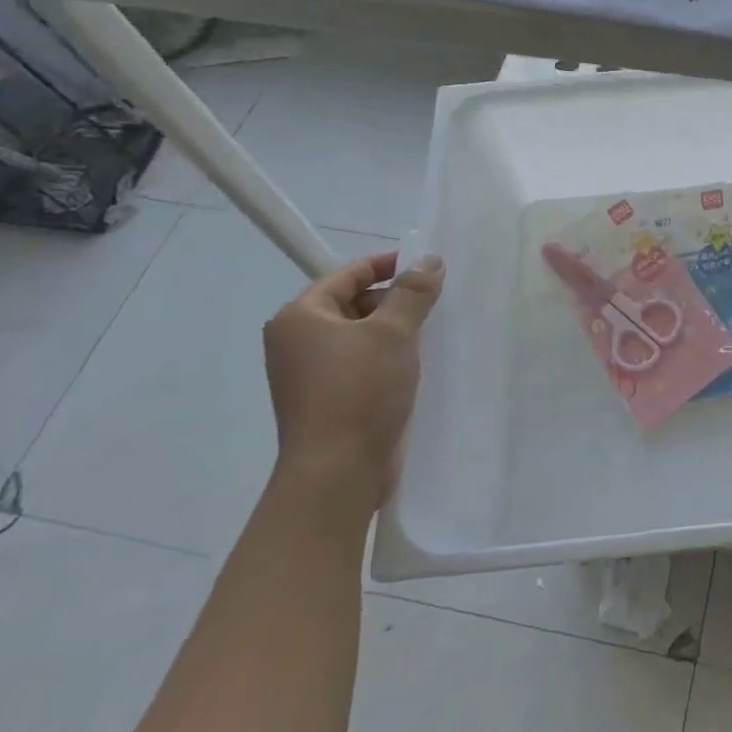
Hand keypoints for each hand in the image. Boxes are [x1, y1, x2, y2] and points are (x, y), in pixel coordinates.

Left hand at [262, 251, 444, 521]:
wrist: (338, 473)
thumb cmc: (359, 391)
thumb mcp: (393, 332)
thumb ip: (412, 291)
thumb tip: (429, 259)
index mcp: (300, 317)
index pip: (347, 274)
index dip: (387, 264)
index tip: (426, 264)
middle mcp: (296, 341)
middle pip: (351, 303)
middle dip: (393, 298)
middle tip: (435, 300)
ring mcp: (309, 374)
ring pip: (358, 336)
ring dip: (393, 330)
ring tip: (432, 330)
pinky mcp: (326, 401)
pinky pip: (360, 363)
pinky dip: (386, 357)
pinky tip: (416, 363)